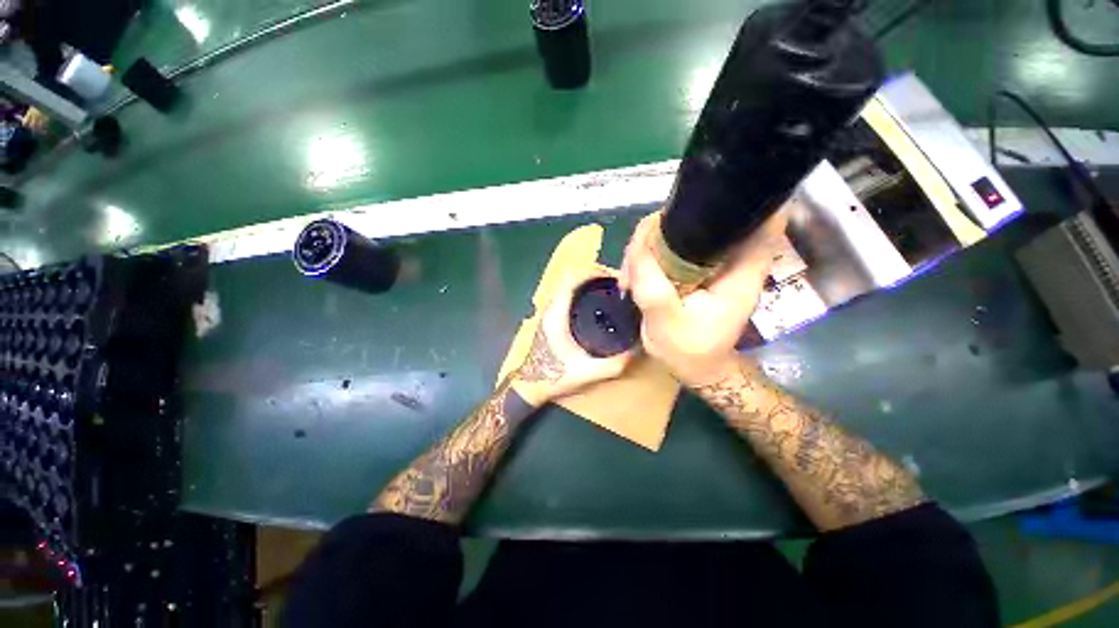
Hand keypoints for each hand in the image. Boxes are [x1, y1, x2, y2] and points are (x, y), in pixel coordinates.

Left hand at [510, 268, 636, 405]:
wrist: (531, 387)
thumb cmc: (554, 377)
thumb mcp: (588, 372)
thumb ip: (614, 364)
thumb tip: (638, 350)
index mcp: (556, 315)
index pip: (570, 280)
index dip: (591, 272)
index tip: (611, 276)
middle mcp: (550, 309)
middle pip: (570, 280)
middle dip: (593, 277)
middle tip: (615, 284)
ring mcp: (548, 313)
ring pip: (567, 288)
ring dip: (586, 285)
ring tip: (609, 292)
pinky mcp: (550, 319)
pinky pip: (566, 297)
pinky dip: (581, 294)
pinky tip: (596, 306)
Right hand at [618, 211, 786, 386]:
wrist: (695, 369)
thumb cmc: (688, 351)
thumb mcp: (665, 321)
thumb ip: (652, 283)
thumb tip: (639, 244)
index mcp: (740, 270)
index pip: (761, 219)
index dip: (741, 195)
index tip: (705, 191)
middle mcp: (729, 260)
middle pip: (705, 219)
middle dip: (664, 228)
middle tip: (635, 258)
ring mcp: (710, 263)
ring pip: (681, 233)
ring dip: (649, 246)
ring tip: (630, 277)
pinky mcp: (694, 269)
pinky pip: (672, 249)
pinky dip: (650, 256)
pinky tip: (634, 277)